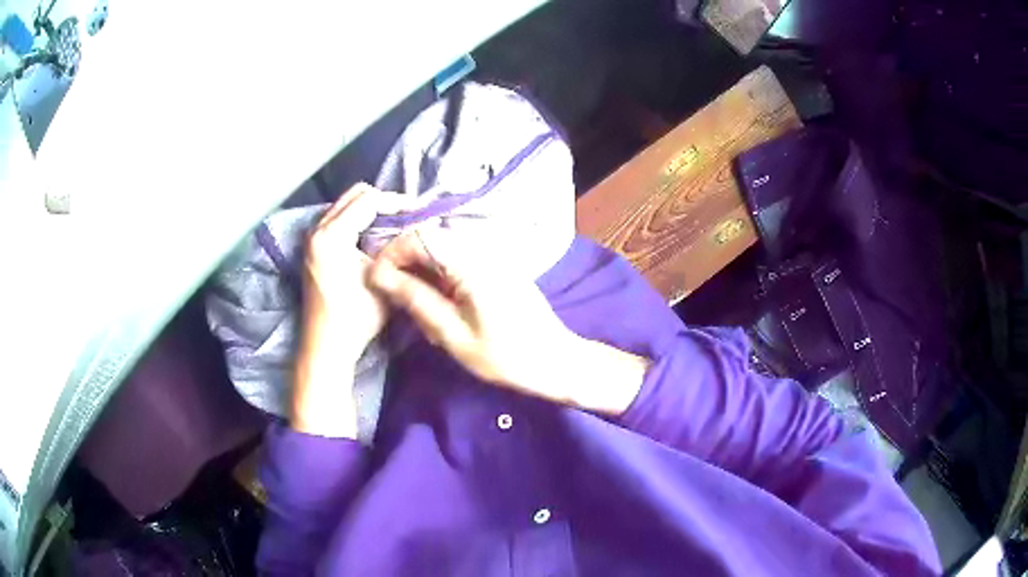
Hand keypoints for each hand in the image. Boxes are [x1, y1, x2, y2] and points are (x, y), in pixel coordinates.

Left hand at [291, 184, 401, 437]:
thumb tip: (416, 228)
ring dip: (370, 210)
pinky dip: (358, 220)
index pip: (369, 201)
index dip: (397, 202)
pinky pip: (339, 219)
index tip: (420, 211)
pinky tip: (376, 236)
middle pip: (355, 195)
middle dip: (384, 202)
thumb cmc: (355, 317)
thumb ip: (397, 249)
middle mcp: (317, 229)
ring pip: (346, 206)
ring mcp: (312, 238)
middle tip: (408, 216)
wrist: (326, 345)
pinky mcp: (314, 248)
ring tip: (395, 224)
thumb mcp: (383, 279)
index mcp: (332, 235)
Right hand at [367, 227, 649, 414]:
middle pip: (429, 240)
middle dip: (406, 267)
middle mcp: (480, 248)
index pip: (418, 236)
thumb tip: (379, 275)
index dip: (390, 254)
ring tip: (422, 315)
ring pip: (440, 252)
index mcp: (469, 261)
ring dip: (423, 276)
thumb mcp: (452, 334)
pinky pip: (457, 262)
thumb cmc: (504, 355)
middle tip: (399, 303)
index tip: (377, 282)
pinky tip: (443, 312)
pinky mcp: (495, 267)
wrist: (555, 360)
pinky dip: (441, 281)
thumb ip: (415, 299)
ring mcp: (490, 256)